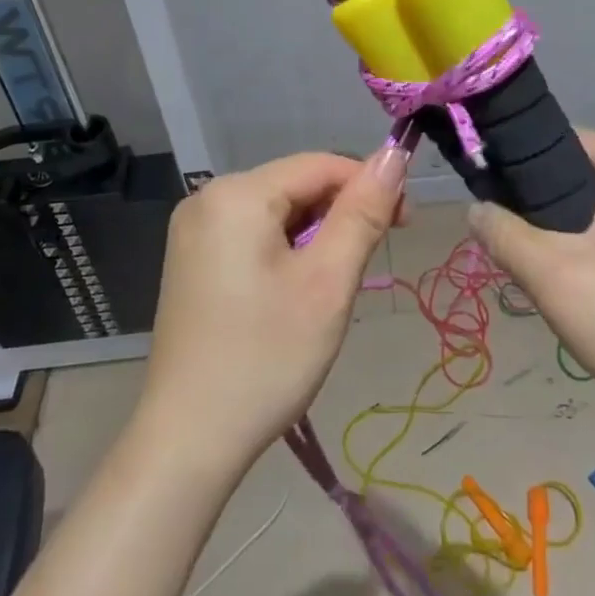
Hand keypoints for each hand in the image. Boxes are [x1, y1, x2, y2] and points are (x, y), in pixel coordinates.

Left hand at [134, 146, 407, 471]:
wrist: (188, 441)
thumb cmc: (266, 358)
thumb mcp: (327, 282)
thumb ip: (363, 212)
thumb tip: (394, 154)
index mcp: (237, 193)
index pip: (320, 164)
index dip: (369, 184)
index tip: (406, 223)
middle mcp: (208, 197)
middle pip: (295, 185)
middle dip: (341, 213)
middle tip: (372, 262)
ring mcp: (194, 229)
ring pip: (276, 211)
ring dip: (316, 235)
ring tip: (334, 285)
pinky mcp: (192, 258)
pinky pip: (252, 233)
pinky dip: (286, 250)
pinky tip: (297, 290)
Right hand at [467, 130, 594, 426]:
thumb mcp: (555, 279)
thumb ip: (505, 236)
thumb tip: (474, 208)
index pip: (559, 140)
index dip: (518, 163)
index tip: (491, 198)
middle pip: (578, 175)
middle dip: (541, 208)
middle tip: (514, 246)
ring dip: (566, 234)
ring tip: (545, 272)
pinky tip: (586, 291)